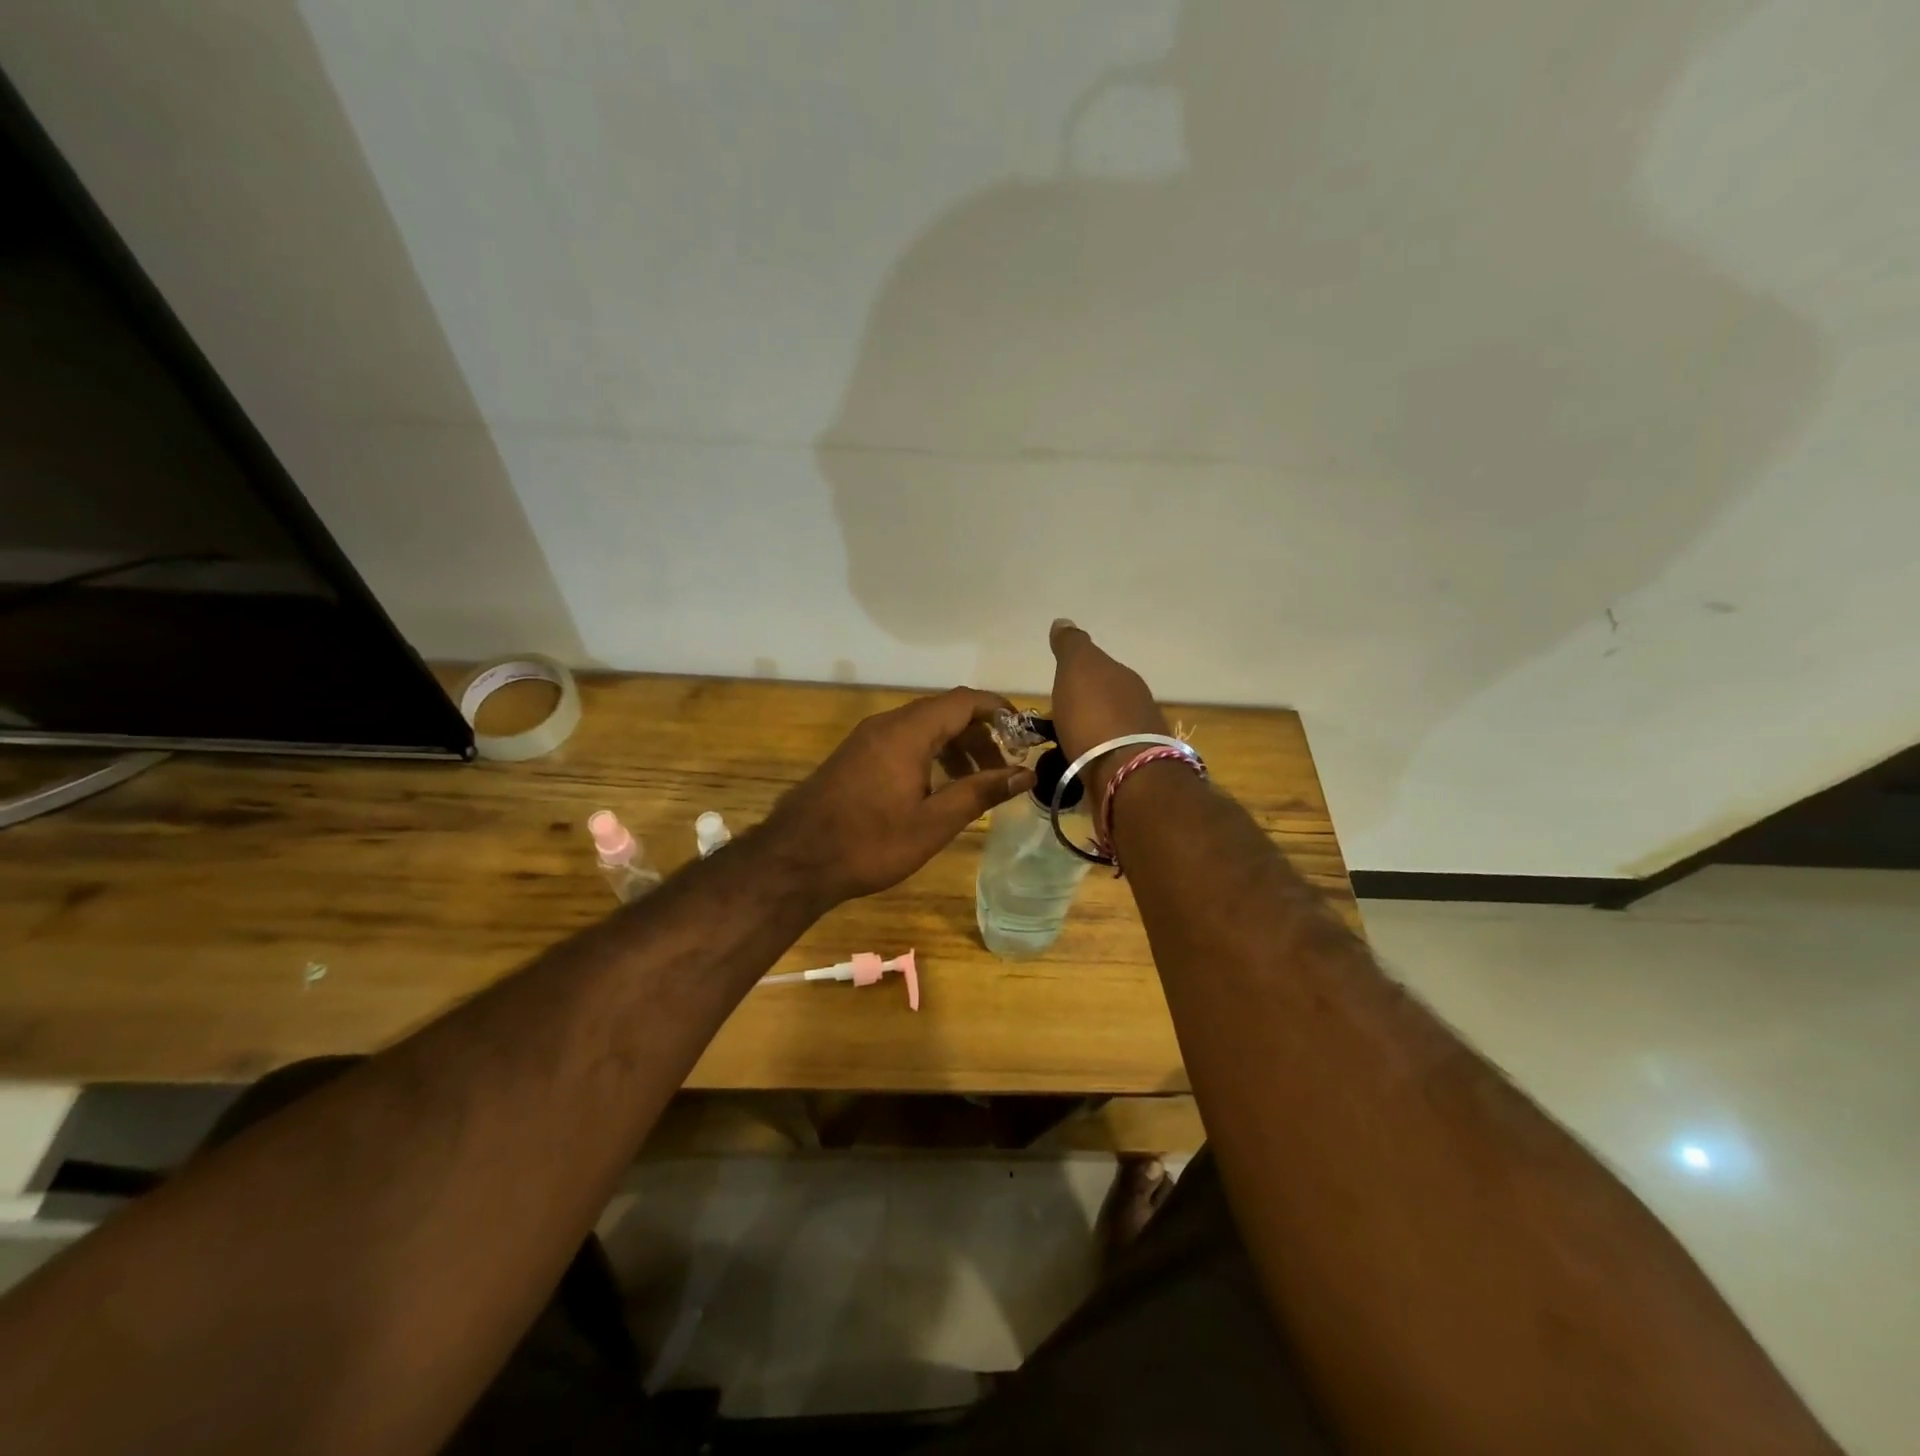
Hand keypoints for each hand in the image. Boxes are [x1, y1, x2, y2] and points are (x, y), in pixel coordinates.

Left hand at [762, 688, 1036, 905]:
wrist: (794, 860)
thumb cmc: (870, 843)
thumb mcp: (934, 822)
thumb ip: (980, 793)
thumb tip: (1024, 774)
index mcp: (908, 732)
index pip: (964, 701)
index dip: (999, 711)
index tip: (1025, 732)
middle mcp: (886, 725)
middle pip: (944, 713)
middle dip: (979, 735)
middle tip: (1003, 768)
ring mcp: (865, 739)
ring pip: (922, 728)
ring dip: (954, 747)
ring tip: (974, 783)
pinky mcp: (853, 756)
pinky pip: (901, 742)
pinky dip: (928, 755)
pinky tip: (935, 789)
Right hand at [1048, 619, 1168, 795]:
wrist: (1126, 775)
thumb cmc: (1095, 716)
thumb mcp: (1078, 669)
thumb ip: (1071, 646)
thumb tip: (1063, 621)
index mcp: (1123, 677)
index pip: (1099, 669)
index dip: (1076, 677)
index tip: (1057, 690)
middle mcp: (1137, 705)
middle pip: (1104, 700)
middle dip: (1083, 707)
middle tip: (1056, 720)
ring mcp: (1139, 739)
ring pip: (1107, 730)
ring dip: (1089, 734)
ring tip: (1063, 746)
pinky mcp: (1134, 771)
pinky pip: (1107, 756)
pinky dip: (1094, 757)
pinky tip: (1081, 765)